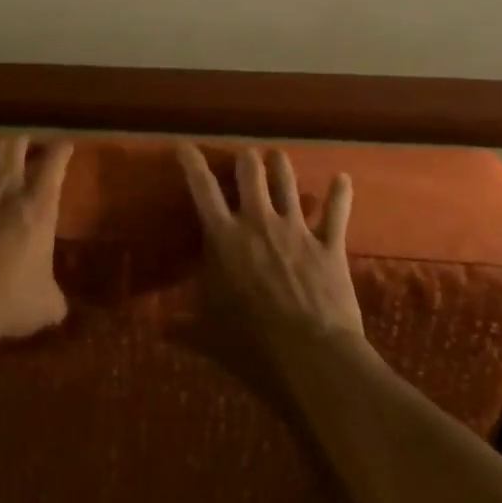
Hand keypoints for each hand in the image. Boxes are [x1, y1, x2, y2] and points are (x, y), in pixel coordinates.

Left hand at [0, 136, 73, 345]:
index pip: (54, 162)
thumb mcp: (45, 306)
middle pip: (13, 145)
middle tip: (27, 148)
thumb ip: (54, 298)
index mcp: (37, 207)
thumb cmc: (7, 303)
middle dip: (22, 142)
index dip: (61, 150)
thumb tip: (57, 306)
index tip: (64, 146)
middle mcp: (3, 190)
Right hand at [176, 144, 363, 366]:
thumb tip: (158, 328)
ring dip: (281, 166)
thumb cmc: (251, 343)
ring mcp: (296, 230)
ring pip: (288, 182)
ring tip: (277, 157)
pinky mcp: (329, 245)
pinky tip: (342, 178)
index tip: (184, 146)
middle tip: (245, 158)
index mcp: (224, 237)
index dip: (192, 163)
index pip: (202, 189)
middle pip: (252, 172)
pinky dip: (340, 193)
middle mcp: (259, 222)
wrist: (311, 356)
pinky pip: (336, 212)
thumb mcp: (207, 334)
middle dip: (246, 159)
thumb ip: (182, 325)